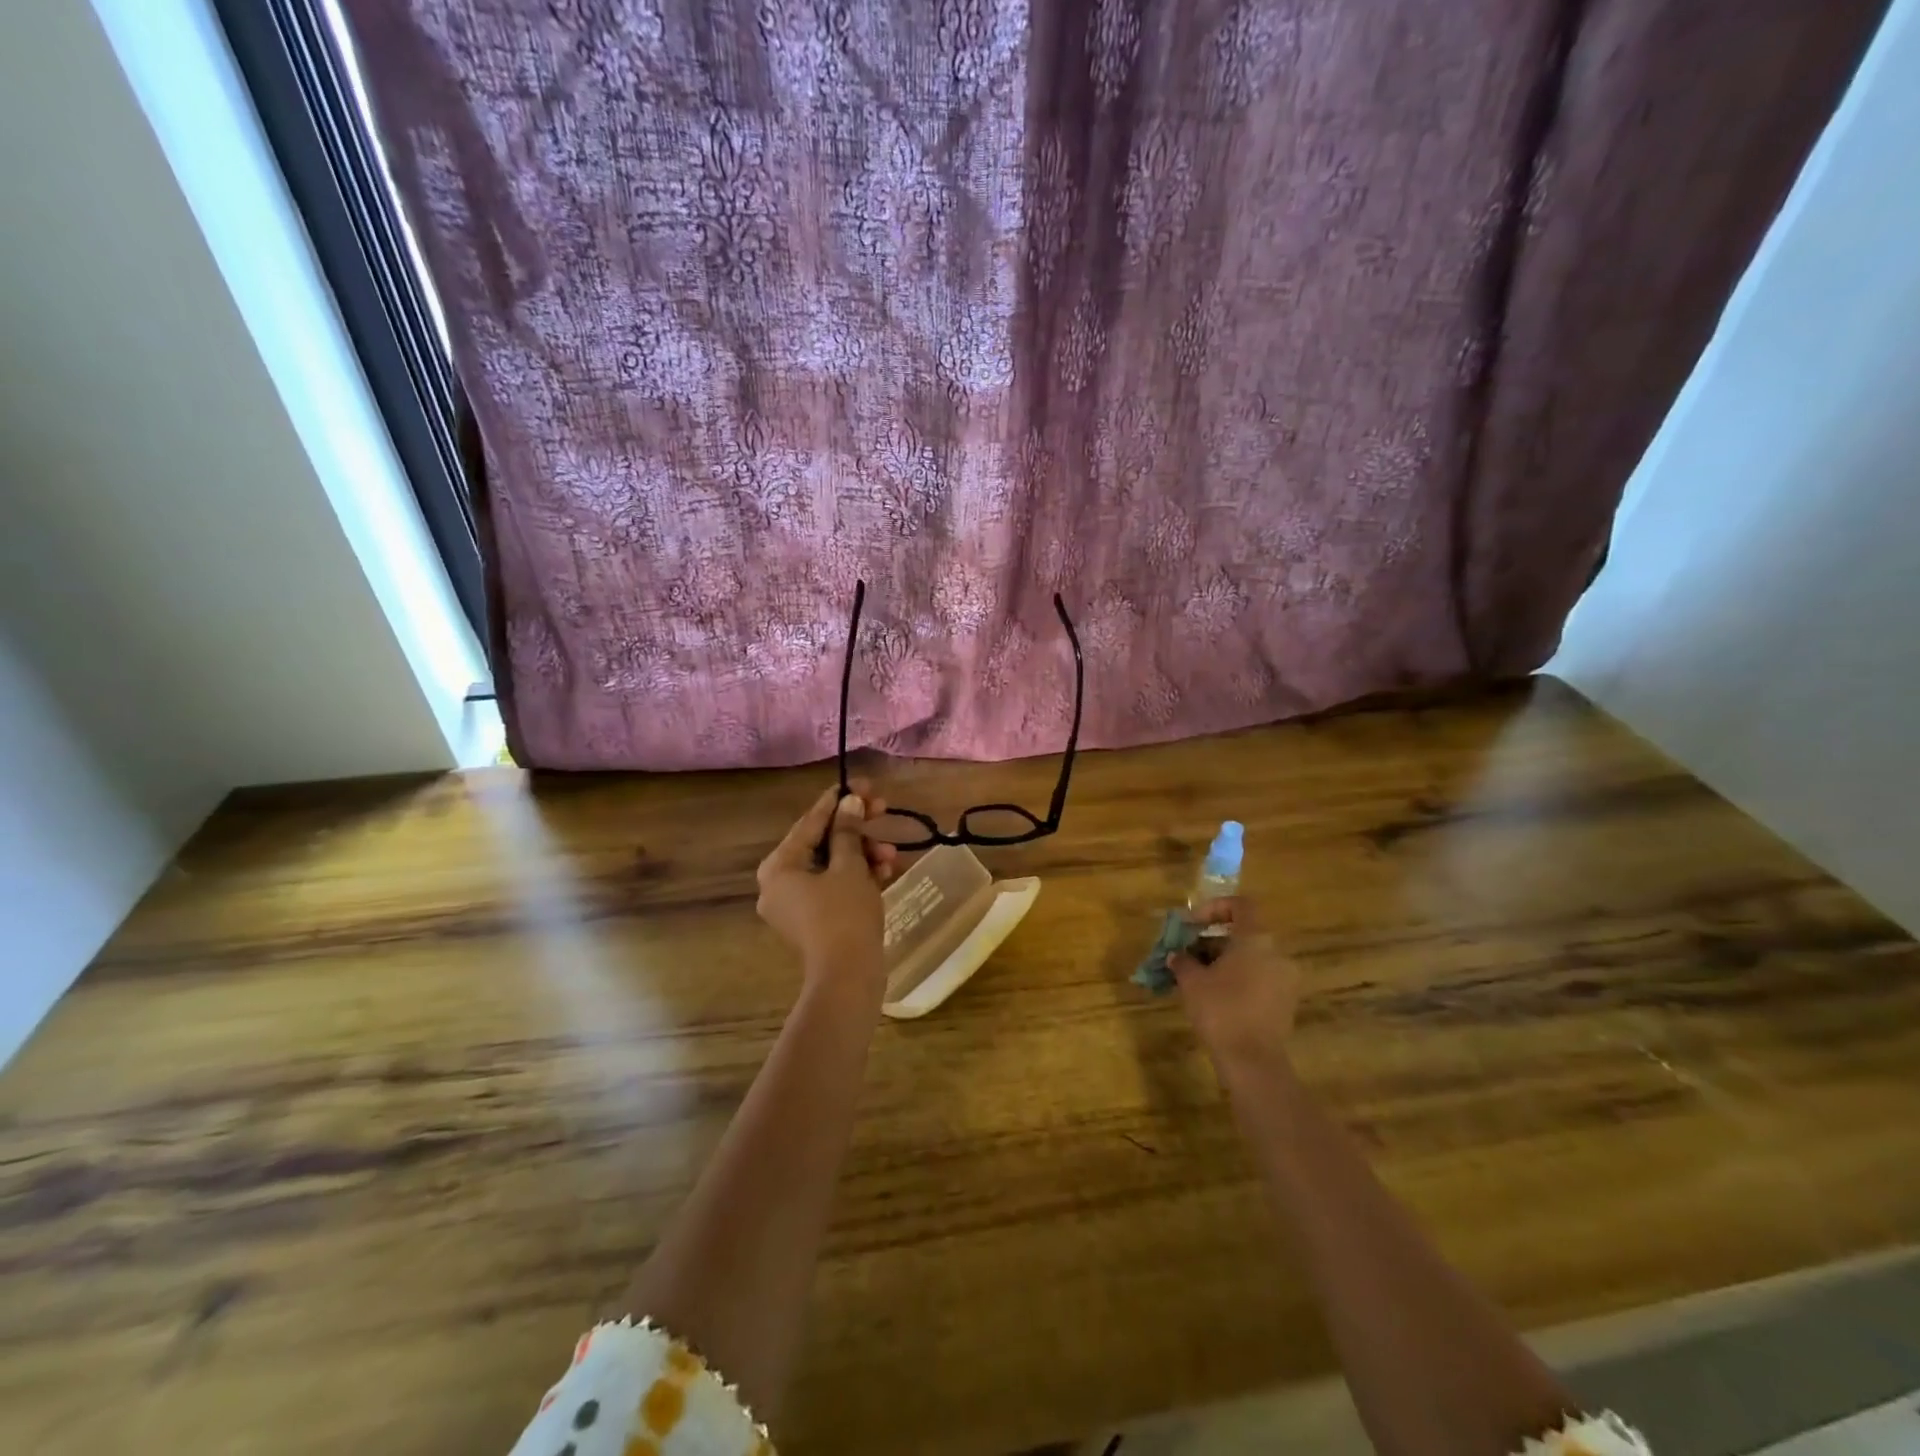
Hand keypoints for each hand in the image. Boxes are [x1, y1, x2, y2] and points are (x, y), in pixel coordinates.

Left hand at [755, 779, 899, 987]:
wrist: (848, 978)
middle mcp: (779, 882)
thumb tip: (850, 801)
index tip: (862, 784)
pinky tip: (885, 871)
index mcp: (779, 866)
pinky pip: (834, 886)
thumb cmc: (844, 916)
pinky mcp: (814, 920)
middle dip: (856, 829)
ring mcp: (796, 904)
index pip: (810, 821)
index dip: (838, 800)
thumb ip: (848, 830)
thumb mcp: (850, 866)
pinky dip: (857, 876)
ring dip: (862, 853)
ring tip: (890, 854)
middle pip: (821, 842)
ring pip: (831, 864)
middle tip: (882, 810)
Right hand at [1172, 898, 1300, 1067]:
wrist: (1252, 1061)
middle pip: (1244, 933)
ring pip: (1252, 957)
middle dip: (1213, 939)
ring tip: (1197, 976)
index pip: (1241, 906)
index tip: (1192, 924)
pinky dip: (1239, 978)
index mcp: (1256, 939)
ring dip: (1224, 960)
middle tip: (1188, 952)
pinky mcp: (1286, 1003)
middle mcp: (1277, 953)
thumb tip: (1176, 955)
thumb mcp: (1191, 981)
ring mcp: (1286, 979)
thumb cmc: (1220, 1010)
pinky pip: (1260, 978)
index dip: (1214, 908)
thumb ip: (1182, 961)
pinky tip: (1215, 995)